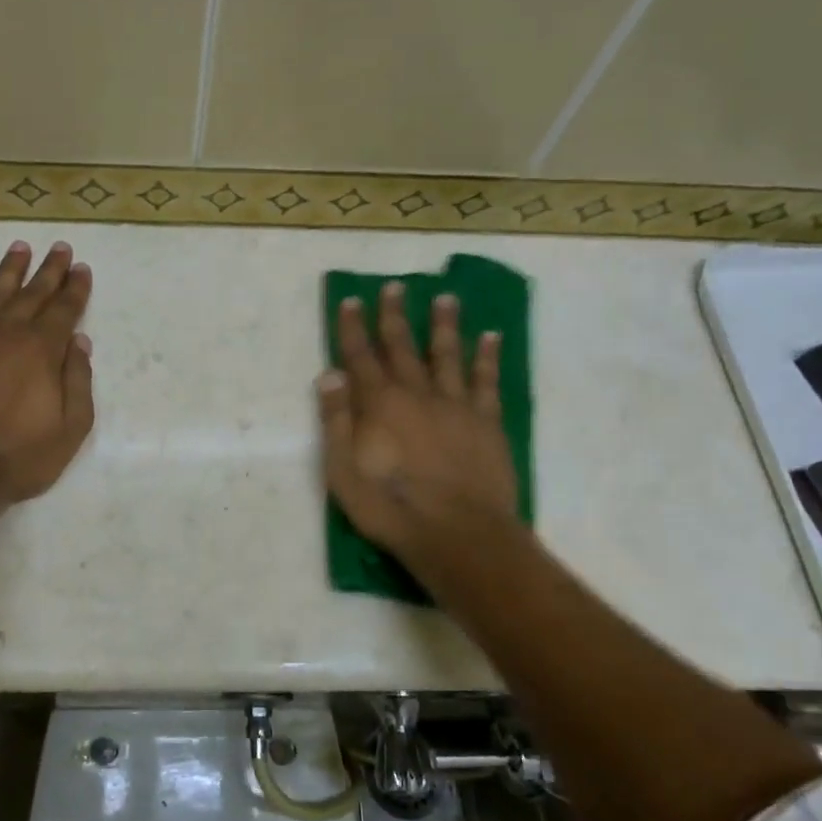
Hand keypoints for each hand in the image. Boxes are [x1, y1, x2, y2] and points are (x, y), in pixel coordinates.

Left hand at [0, 240, 94, 502]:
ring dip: (11, 269)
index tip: (82, 268)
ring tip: (21, 247)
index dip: (76, 289)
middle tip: (60, 248)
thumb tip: (80, 343)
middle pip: (32, 293)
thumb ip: (78, 381)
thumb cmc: (20, 456)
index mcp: (42, 351)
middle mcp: (8, 334)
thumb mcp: (70, 428)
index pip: (64, 310)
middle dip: (50, 270)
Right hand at [319, 282, 520, 564]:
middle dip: (394, 316)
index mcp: (379, 405)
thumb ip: (336, 420)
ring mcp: (456, 406)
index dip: (353, 328)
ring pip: (447, 355)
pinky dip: (487, 357)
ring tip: (446, 298)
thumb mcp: (343, 472)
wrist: (457, 534)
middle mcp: (417, 394)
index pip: (360, 357)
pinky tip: (491, 337)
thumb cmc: (390, 507)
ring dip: (444, 325)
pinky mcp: (486, 422)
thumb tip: (330, 374)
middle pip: (402, 347)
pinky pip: (486, 381)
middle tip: (394, 287)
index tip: (351, 300)